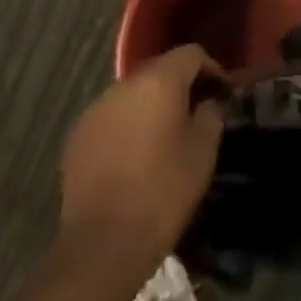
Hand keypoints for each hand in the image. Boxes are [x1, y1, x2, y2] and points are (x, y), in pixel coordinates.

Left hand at [58, 45, 224, 283]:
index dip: (211, 69)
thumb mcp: (203, 152)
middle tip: (197, 113)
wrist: (102, 246)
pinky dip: (128, 125)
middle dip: (181, 85)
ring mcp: (96, 109)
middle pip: (159, 70)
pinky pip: (111, 117)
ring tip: (165, 136)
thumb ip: (211, 114)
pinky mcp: (77, 136)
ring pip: (133, 94)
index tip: (223, 94)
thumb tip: (208, 102)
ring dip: (152, 105)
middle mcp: (123, 85)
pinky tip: (135, 156)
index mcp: (158, 81)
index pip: (191, 54)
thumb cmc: (163, 193)